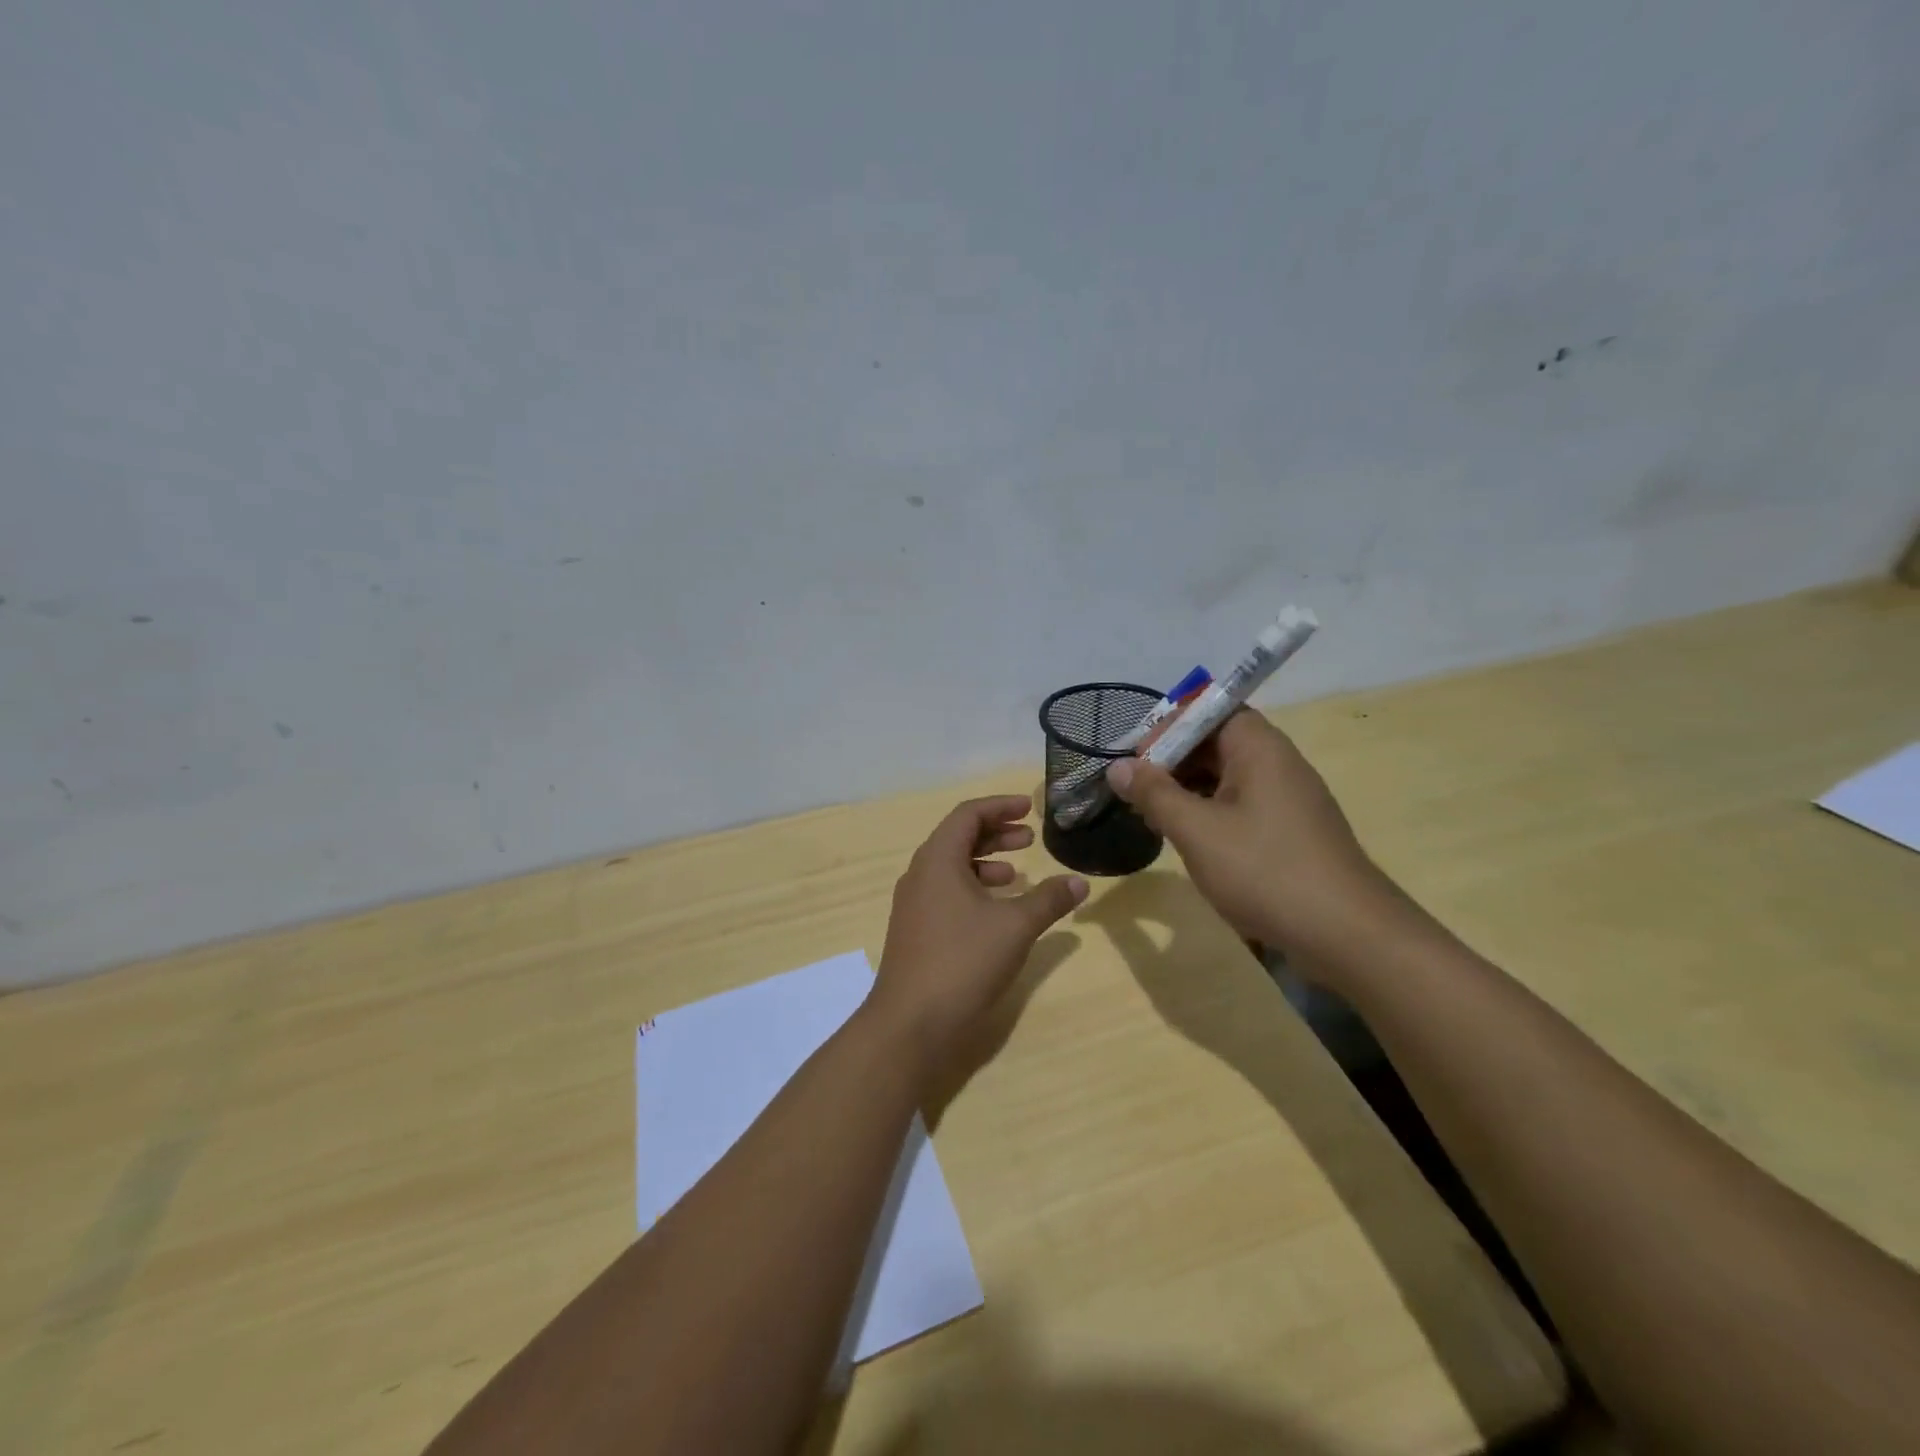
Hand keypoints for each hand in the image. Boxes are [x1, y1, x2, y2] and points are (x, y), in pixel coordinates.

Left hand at [871, 796, 1087, 1065]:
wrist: (910, 1024)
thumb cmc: (963, 961)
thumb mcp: (1015, 927)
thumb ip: (1048, 900)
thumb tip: (1079, 882)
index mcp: (938, 859)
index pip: (968, 815)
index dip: (1000, 807)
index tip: (1029, 808)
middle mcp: (920, 874)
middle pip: (957, 838)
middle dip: (995, 834)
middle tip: (1028, 838)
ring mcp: (913, 904)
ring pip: (951, 868)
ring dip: (985, 863)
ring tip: (1016, 874)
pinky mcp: (915, 931)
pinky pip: (945, 893)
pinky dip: (973, 889)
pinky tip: (996, 912)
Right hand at [1106, 711, 1400, 964]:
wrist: (1348, 935)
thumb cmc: (1265, 871)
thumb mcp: (1197, 831)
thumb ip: (1155, 794)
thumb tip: (1118, 766)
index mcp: (1259, 748)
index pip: (1209, 711)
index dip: (1169, 728)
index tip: (1136, 760)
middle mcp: (1277, 763)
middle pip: (1217, 741)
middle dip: (1173, 760)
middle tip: (1137, 790)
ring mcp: (1288, 799)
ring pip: (1227, 776)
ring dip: (1188, 788)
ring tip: (1154, 815)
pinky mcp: (1291, 831)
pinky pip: (1242, 804)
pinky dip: (1210, 811)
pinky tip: (1190, 839)